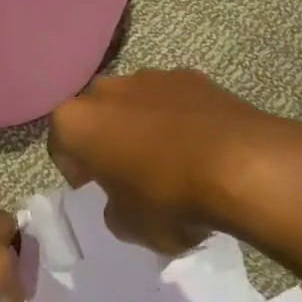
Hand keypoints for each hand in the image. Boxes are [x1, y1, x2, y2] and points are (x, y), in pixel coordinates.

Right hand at [48, 68, 301, 254]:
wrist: (241, 165)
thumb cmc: (168, 198)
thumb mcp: (128, 225)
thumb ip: (114, 209)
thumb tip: (123, 200)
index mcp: (76, 121)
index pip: (60, 144)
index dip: (74, 170)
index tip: (93, 188)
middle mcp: (106, 89)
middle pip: (95, 114)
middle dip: (105, 139)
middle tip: (126, 172)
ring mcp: (150, 76)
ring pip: (133, 103)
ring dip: (141, 125)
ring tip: (169, 159)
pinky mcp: (191, 76)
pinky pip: (172, 100)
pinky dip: (177, 118)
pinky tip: (199, 147)